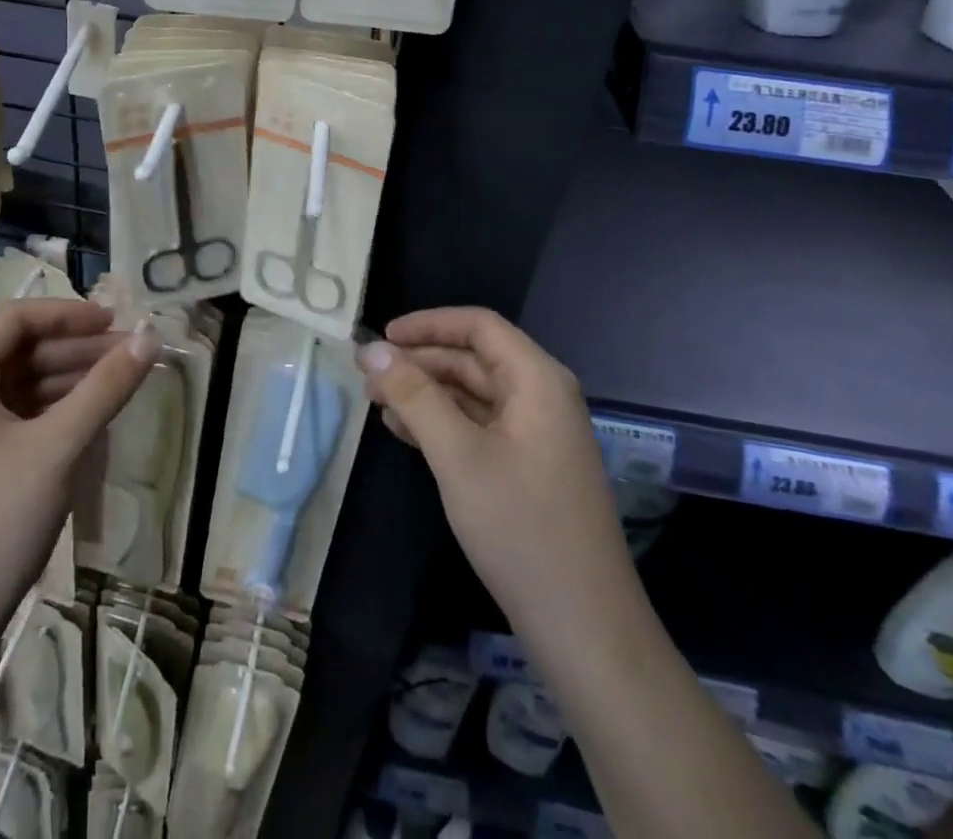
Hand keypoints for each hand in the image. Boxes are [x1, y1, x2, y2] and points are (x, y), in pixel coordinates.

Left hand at [0, 300, 152, 639]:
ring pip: (14, 387)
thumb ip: (106, 387)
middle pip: (17, 352)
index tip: (118, 323)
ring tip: (116, 388)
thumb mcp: (58, 448)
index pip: (16, 319)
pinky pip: (5, 420)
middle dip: (75, 351)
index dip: (71, 315)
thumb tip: (150, 337)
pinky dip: (45, 414)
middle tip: (129, 358)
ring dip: (65, 382)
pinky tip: (84, 423)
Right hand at [358, 307, 638, 649]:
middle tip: (368, 378)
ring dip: (426, 393)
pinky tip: (405, 433)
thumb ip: (414, 396)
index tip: (381, 339)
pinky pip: (480, 426)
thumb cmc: (521, 528)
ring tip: (377, 404)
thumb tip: (371, 351)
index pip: (479, 326)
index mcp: (537, 380)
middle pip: (474, 359)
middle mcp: (542, 396)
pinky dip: (442, 423)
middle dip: (420, 362)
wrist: (584, 627)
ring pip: (473, 393)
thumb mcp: (458, 455)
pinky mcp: (529, 466)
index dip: (427, 324)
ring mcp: (537, 434)